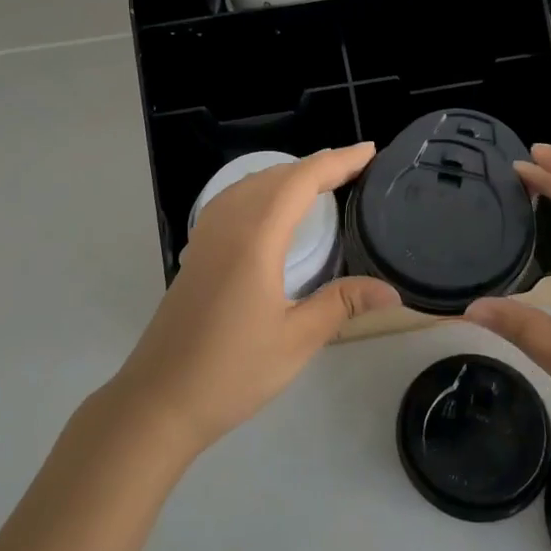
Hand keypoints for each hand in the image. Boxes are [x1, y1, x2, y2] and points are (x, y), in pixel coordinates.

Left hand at [109, 144, 398, 456]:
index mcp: (255, 238)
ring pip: (250, 184)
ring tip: (321, 182)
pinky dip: (261, 189)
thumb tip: (392, 291)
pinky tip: (270, 208)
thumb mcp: (296, 340)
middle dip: (317, 165)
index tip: (369, 151)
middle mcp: (228, 225)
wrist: (159, 399)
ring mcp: (206, 236)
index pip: (301, 182)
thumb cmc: (232, 371)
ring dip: (287, 175)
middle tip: (355, 167)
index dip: (337, 162)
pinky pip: (232, 200)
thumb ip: (341, 304)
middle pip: (276, 176)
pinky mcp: (196, 251)